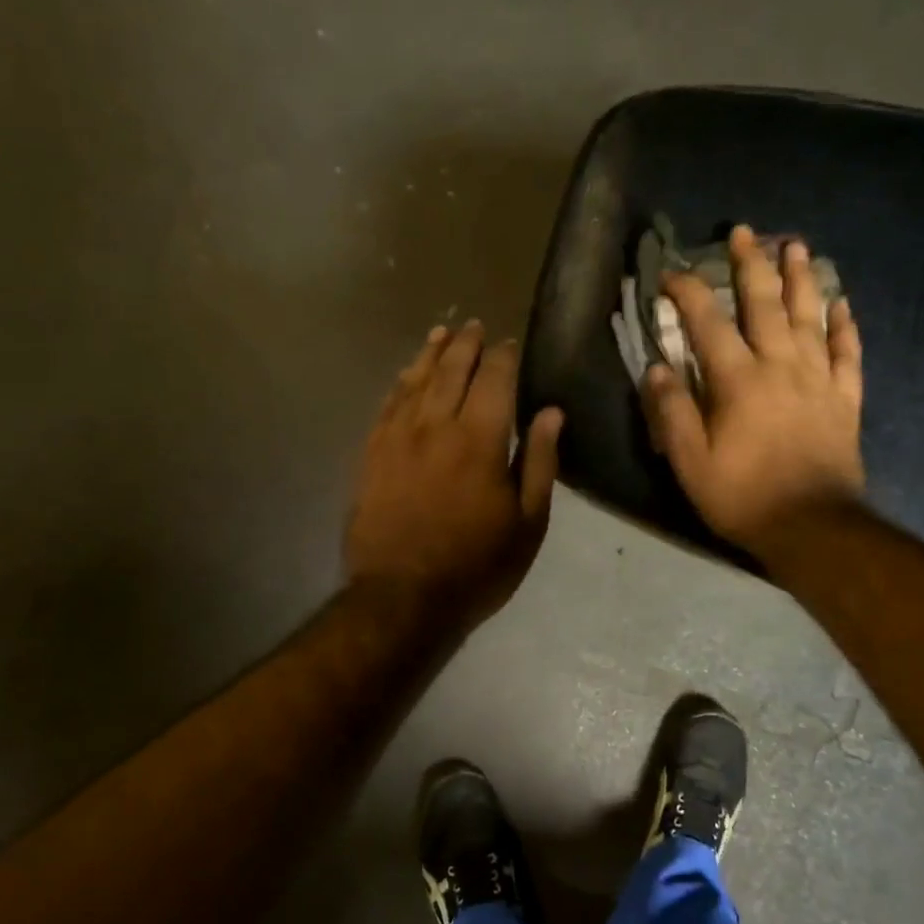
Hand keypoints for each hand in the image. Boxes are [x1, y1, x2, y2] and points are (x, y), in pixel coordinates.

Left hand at [346, 320, 564, 628]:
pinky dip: (401, 382)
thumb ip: (538, 461)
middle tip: (474, 326)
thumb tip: (551, 411)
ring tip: (442, 333)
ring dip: (431, 353)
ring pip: (415, 380)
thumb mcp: (527, 523)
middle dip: (466, 344)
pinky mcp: (372, 454)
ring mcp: (397, 437)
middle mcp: (435, 426)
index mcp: (479, 440)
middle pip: (451, 369)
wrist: (402, 598)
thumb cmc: (476, 566)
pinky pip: (387, 404)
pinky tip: (407, 373)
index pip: (494, 379)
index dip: (504, 356)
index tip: (510, 343)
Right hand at [643, 225, 864, 558]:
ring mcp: (818, 380)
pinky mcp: (844, 399)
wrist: (812, 527)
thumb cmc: (742, 496)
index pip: (708, 323)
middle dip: (751, 265)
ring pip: (810, 317)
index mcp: (738, 381)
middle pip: (764, 305)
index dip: (688, 293)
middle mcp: (780, 367)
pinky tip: (842, 303)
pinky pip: (848, 353)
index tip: (671, 274)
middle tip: (745, 232)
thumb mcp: (690, 462)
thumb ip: (672, 412)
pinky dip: (845, 325)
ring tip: (796, 246)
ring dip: (801, 279)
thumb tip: (657, 368)